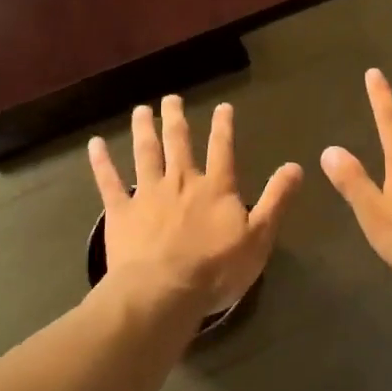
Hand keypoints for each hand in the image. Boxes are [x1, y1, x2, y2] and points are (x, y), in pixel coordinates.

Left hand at [89, 97, 303, 323]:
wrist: (163, 291)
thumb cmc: (216, 269)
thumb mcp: (259, 237)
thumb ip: (276, 199)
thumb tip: (296, 166)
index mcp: (216, 188)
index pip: (222, 149)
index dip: (223, 127)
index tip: (222, 107)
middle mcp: (181, 181)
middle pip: (178, 143)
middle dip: (176, 119)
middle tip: (171, 98)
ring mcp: (147, 194)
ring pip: (145, 154)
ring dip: (143, 130)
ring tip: (141, 110)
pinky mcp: (120, 212)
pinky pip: (109, 182)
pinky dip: (102, 162)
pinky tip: (95, 144)